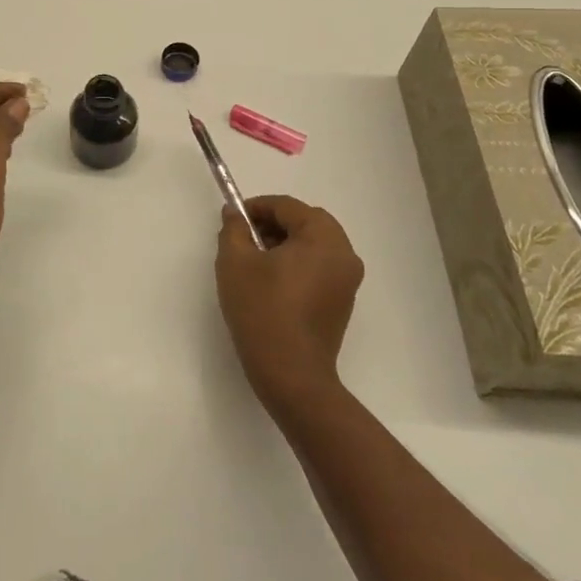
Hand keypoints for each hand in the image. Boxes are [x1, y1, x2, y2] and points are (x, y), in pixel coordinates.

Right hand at [215, 194, 364, 411]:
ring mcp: (348, 281)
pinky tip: (271, 282)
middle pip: (307, 222)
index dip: (257, 207)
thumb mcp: (235, 262)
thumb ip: (234, 230)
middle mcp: (344, 254)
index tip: (233, 220)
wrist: (291, 374)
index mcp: (323, 238)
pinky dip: (298, 264)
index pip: (288, 206)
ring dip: (286, 243)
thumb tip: (234, 214)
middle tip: (244, 238)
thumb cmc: (262, 310)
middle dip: (273, 224)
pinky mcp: (343, 302)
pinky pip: (320, 267)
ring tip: (254, 262)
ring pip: (314, 245)